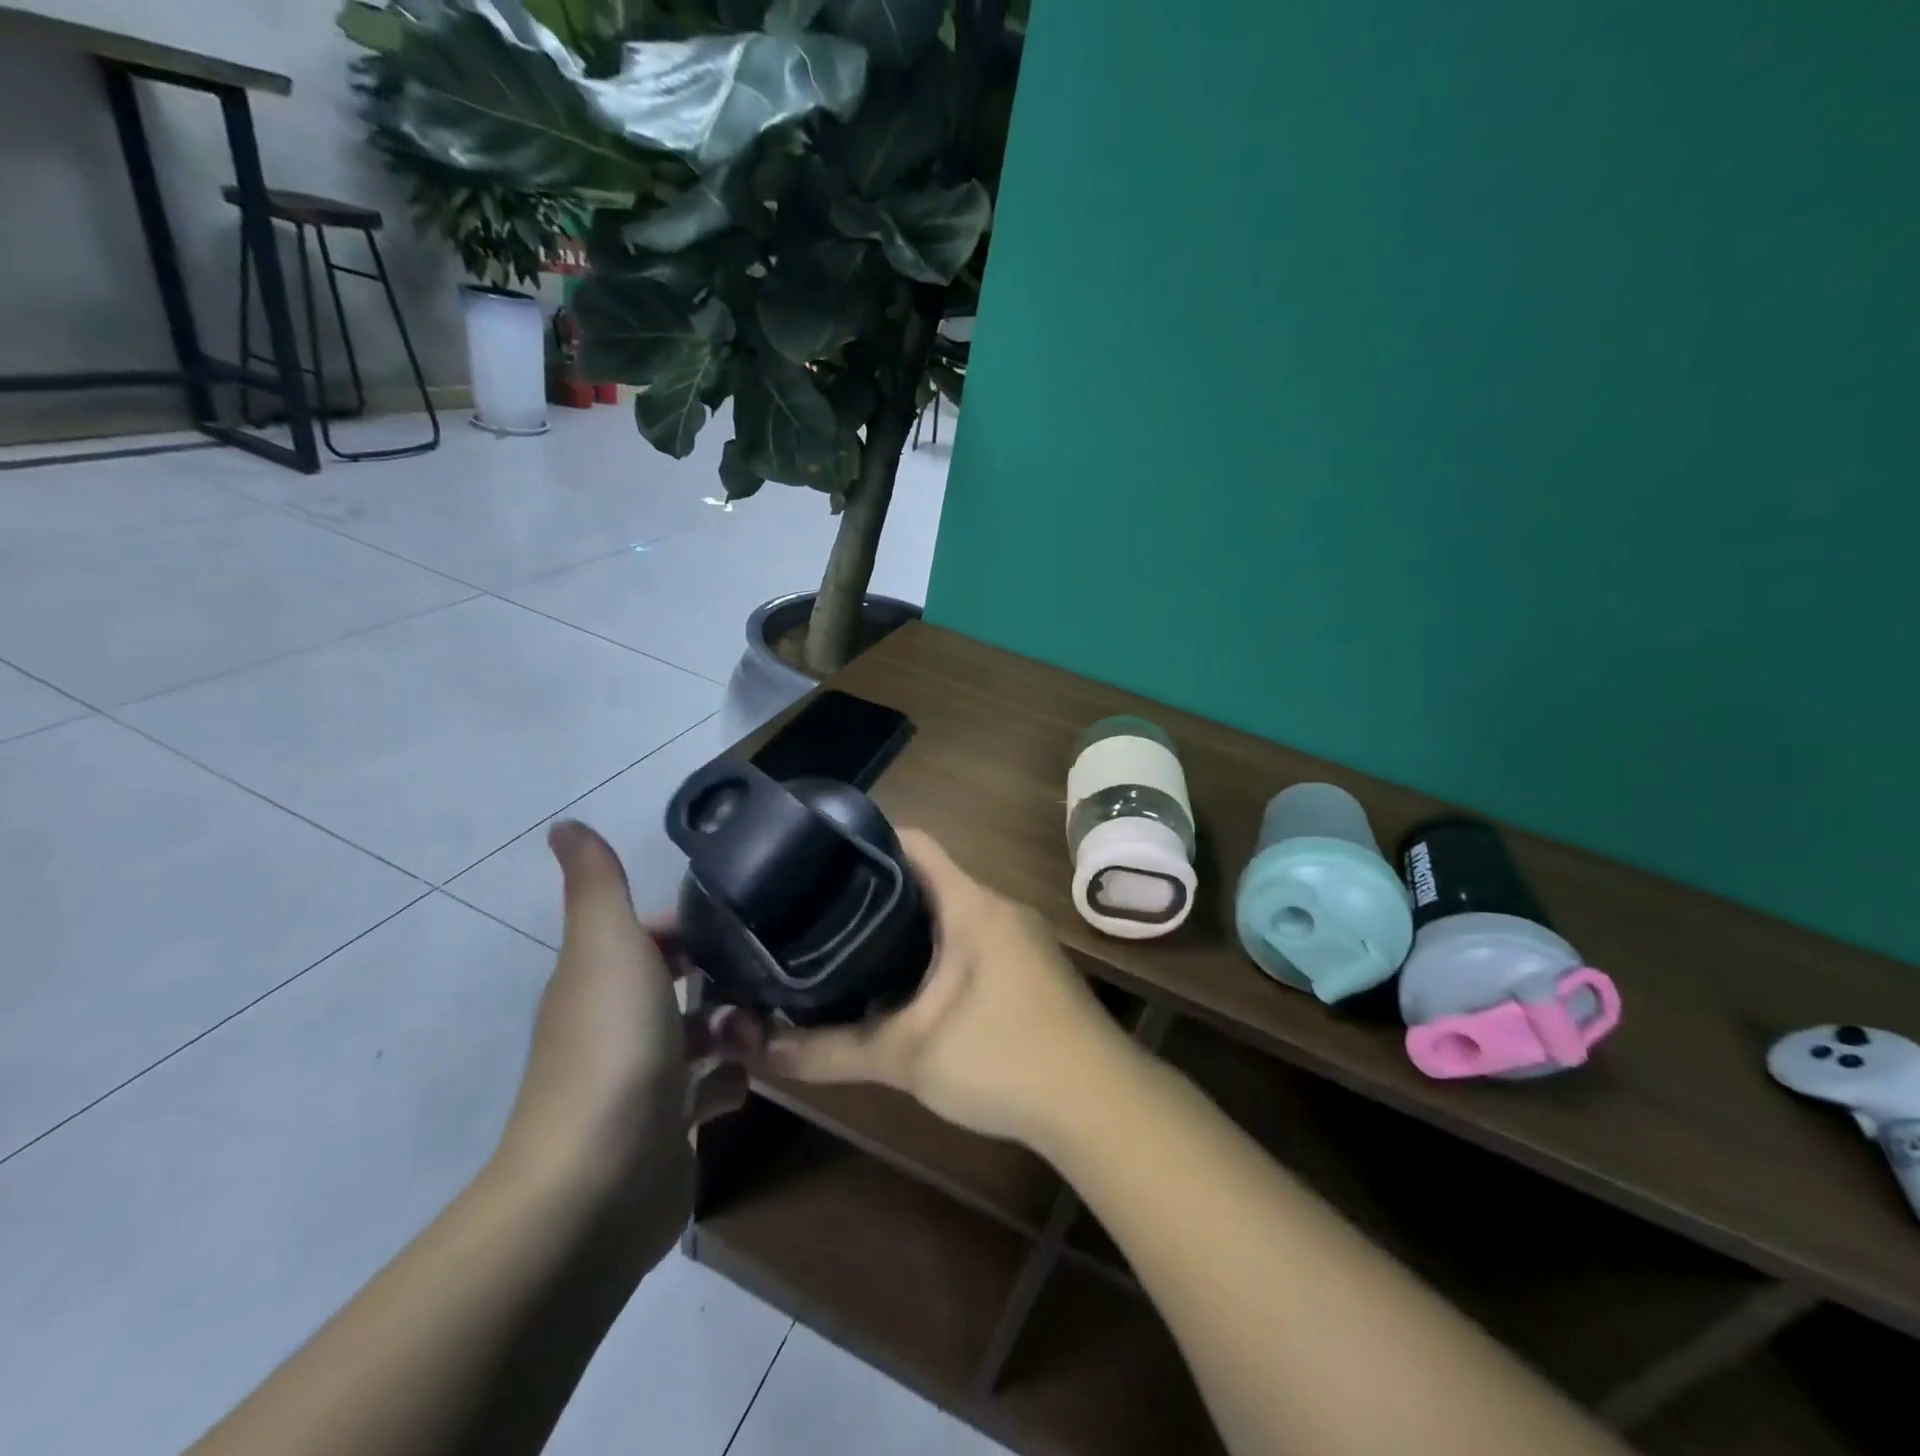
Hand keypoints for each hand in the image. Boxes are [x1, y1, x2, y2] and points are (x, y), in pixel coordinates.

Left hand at [493, 821, 757, 1264]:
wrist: (597, 1183)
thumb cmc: (612, 1049)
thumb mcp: (608, 947)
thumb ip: (597, 886)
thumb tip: (564, 824)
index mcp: (599, 981)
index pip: (649, 936)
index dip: (691, 925)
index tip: (745, 919)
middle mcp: (615, 1027)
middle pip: (676, 984)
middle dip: (723, 973)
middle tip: (775, 966)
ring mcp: (640, 1083)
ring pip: (697, 1037)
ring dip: (733, 1026)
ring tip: (772, 1020)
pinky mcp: (666, 1133)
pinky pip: (707, 1093)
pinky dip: (729, 1081)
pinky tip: (750, 1077)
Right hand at [761, 830, 1134, 1148]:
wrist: (1100, 1104)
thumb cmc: (1004, 1058)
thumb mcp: (909, 1055)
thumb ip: (832, 1050)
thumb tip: (759, 1049)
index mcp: (971, 904)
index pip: (913, 843)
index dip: (865, 841)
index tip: (817, 860)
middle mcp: (997, 908)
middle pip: (927, 878)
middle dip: (874, 892)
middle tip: (817, 911)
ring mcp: (1019, 938)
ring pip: (950, 913)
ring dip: (905, 926)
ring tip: (847, 944)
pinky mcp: (1029, 969)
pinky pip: (970, 940)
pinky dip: (934, 951)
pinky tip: (903, 985)